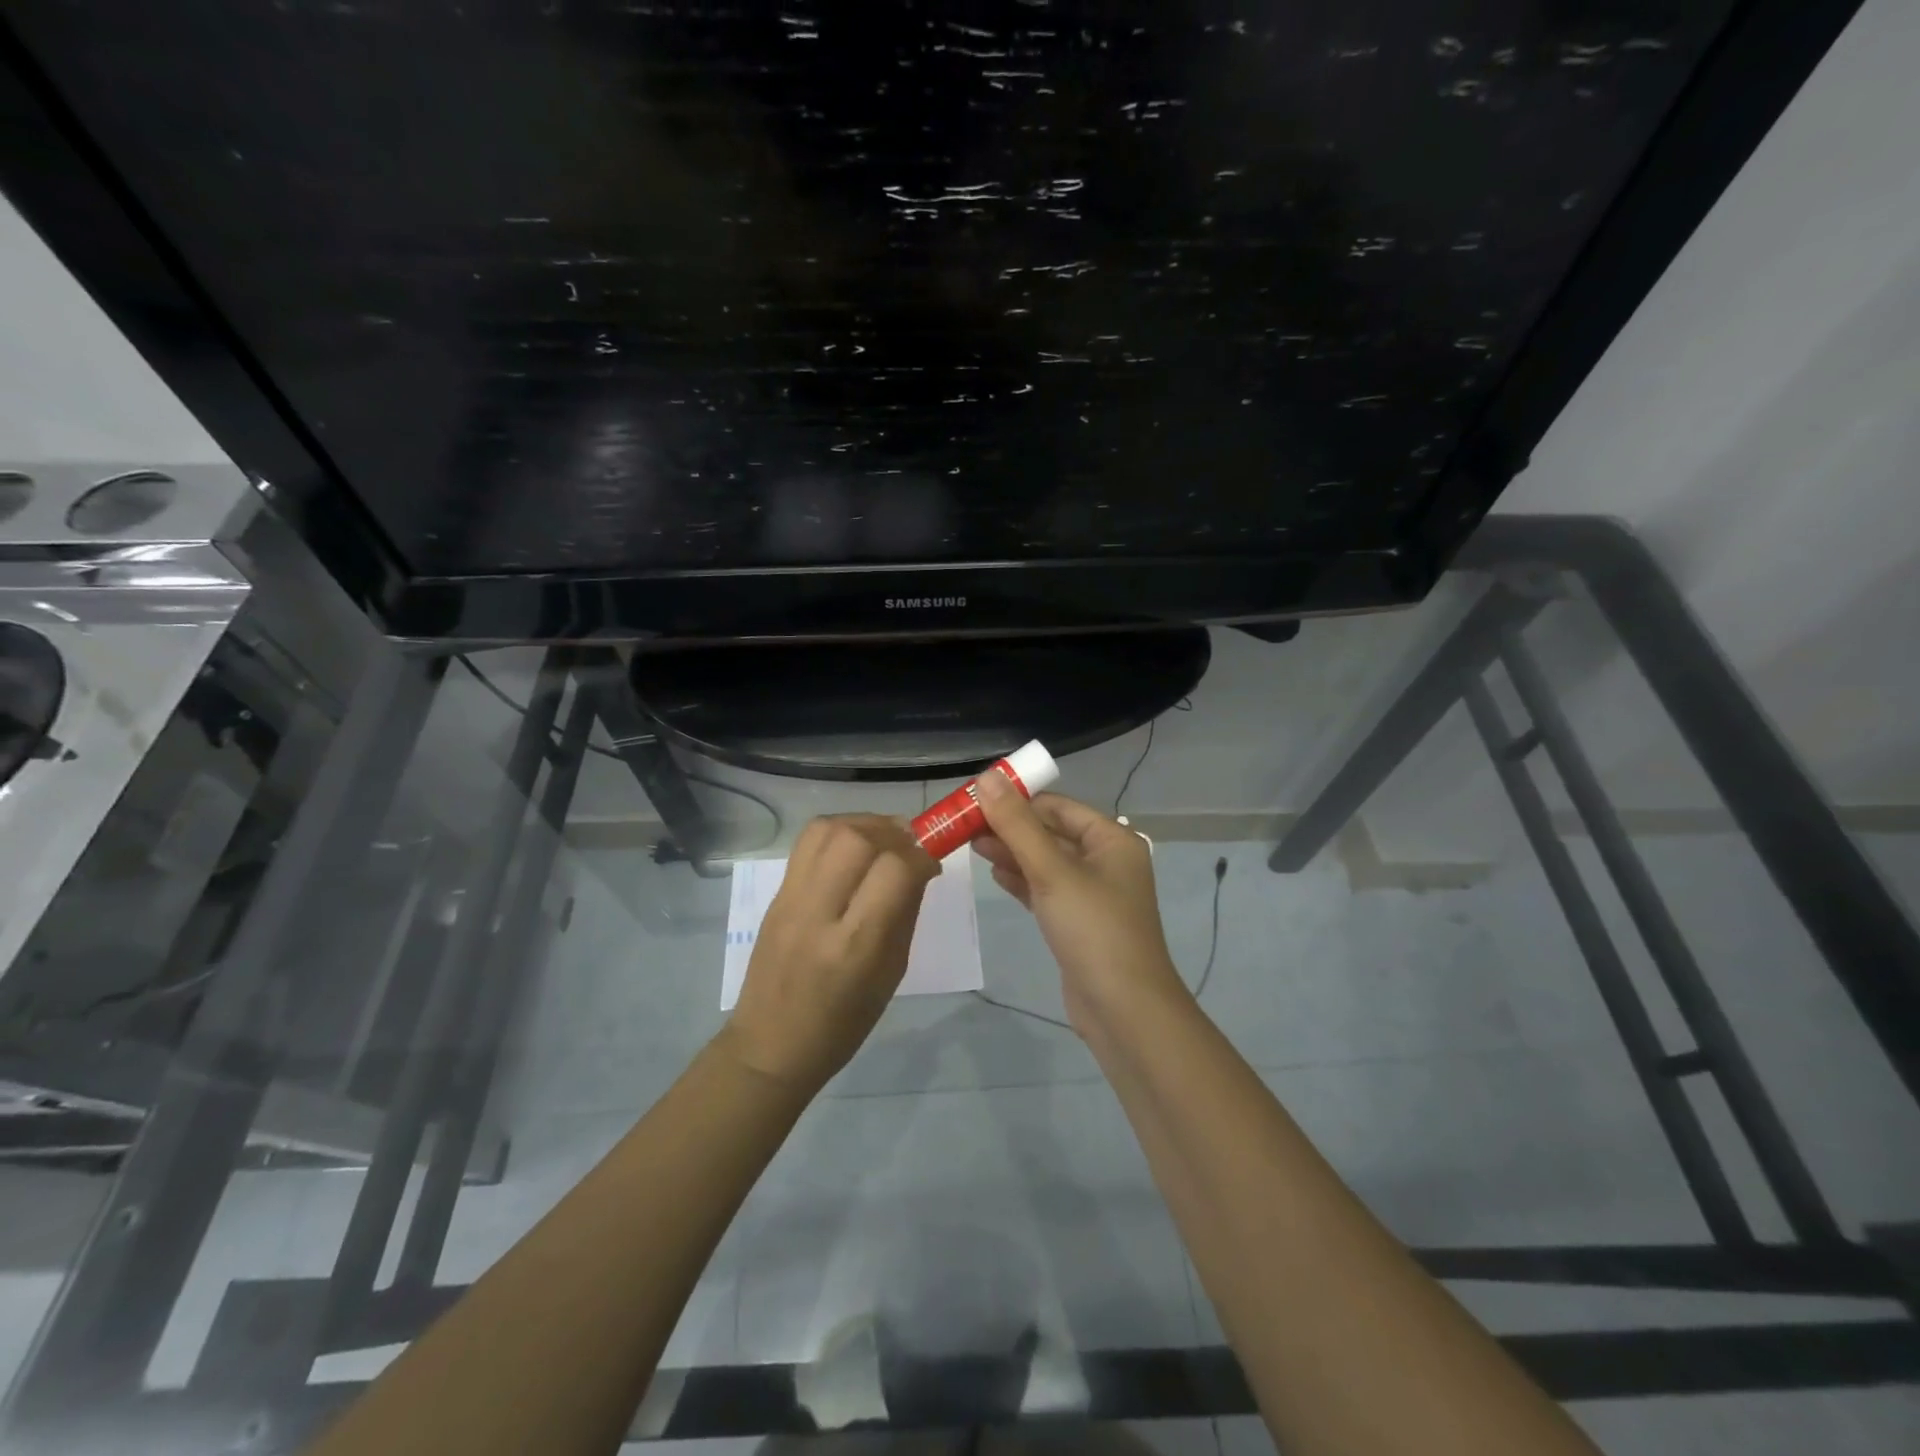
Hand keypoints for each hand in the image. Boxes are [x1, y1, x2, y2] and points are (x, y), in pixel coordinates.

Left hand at [722, 814, 938, 1093]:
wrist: (771, 1044)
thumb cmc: (844, 1023)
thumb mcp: (891, 974)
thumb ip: (905, 913)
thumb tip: (919, 867)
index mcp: (855, 946)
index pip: (895, 872)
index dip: (921, 856)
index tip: (933, 862)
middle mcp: (819, 914)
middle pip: (856, 840)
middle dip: (893, 832)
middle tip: (910, 844)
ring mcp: (790, 899)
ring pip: (827, 830)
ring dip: (864, 824)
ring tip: (883, 839)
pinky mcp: (775, 893)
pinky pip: (807, 842)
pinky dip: (838, 832)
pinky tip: (854, 848)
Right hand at [973, 775, 1185, 1035]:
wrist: (1123, 1010)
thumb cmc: (1093, 929)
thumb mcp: (1052, 871)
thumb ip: (1017, 825)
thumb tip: (987, 777)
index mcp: (1112, 840)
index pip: (1058, 807)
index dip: (1018, 800)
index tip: (976, 800)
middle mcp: (1106, 861)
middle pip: (1051, 833)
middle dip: (1011, 828)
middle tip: (965, 825)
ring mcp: (1092, 894)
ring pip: (1046, 862)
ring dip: (1012, 853)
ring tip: (971, 846)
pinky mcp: (1078, 922)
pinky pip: (1046, 890)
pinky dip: (1022, 880)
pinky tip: (995, 875)